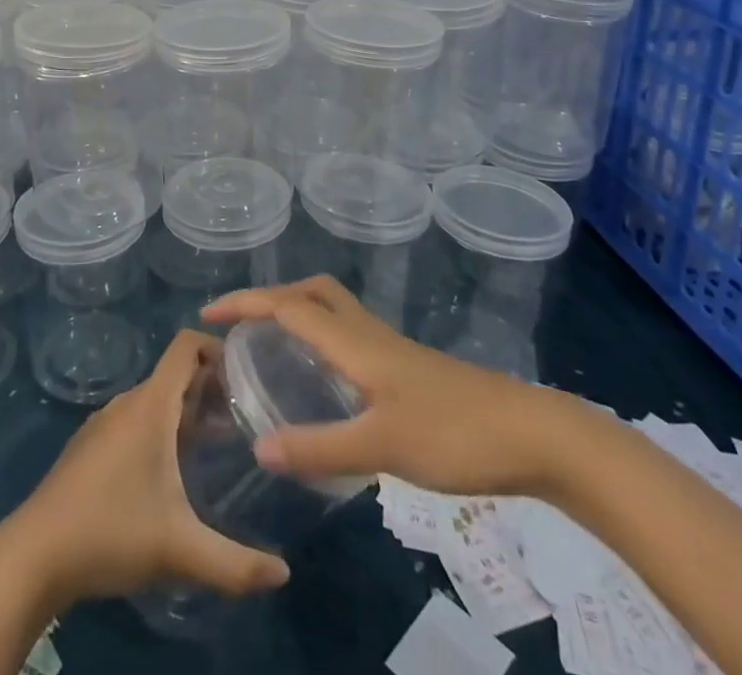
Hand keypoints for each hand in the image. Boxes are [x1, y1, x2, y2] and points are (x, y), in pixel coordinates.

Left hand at [1, 330, 290, 605]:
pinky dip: (161, 430)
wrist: (35, 554)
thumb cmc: (111, 532)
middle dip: (210, 388)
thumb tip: (285, 574)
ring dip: (186, 412)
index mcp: (150, 405)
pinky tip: (170, 473)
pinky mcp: (90, 447)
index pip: (184, 346)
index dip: (215, 345)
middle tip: (244, 418)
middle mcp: (127, 402)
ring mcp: (104, 423)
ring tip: (216, 444)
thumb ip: (236, 564)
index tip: (246, 370)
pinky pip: (134, 421)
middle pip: (174, 375)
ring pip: (154, 401)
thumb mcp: (180, 550)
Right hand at [204, 276, 567, 498]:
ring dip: (297, 312)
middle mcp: (367, 333)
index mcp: (354, 341)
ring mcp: (390, 349)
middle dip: (272, 297)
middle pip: (313, 292)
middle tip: (241, 324)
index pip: (288, 306)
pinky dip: (322, 338)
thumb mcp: (381, 446)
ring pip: (333, 310)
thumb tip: (259, 449)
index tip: (208, 316)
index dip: (245, 305)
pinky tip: (324, 379)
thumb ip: (320, 448)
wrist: (533, 435)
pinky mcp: (407, 369)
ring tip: (272, 345)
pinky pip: (349, 336)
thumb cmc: (454, 432)